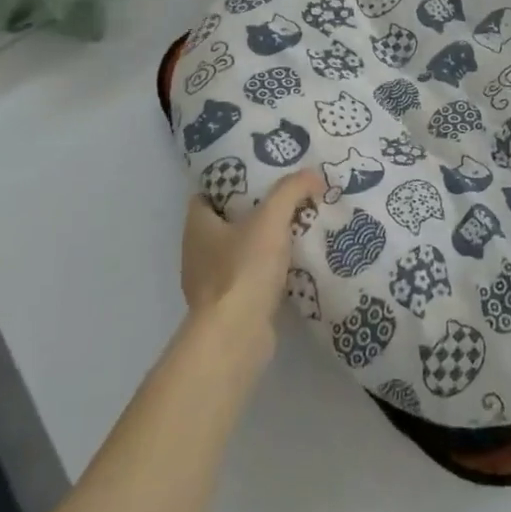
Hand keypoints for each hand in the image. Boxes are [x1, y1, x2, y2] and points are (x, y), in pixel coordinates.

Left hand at [180, 170, 321, 341]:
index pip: (208, 195)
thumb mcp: (271, 218)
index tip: (260, 175)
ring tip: (295, 230)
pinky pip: (248, 279)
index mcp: (197, 227)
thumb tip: (313, 175)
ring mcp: (210, 284)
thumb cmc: (244, 269)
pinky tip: (292, 266)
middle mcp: (197, 253)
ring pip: (238, 252)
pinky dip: (266, 272)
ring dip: (261, 243)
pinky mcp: (227, 308)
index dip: (231, 183)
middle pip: (225, 223)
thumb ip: (291, 190)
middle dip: (253, 211)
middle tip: (285, 198)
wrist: (236, 336)